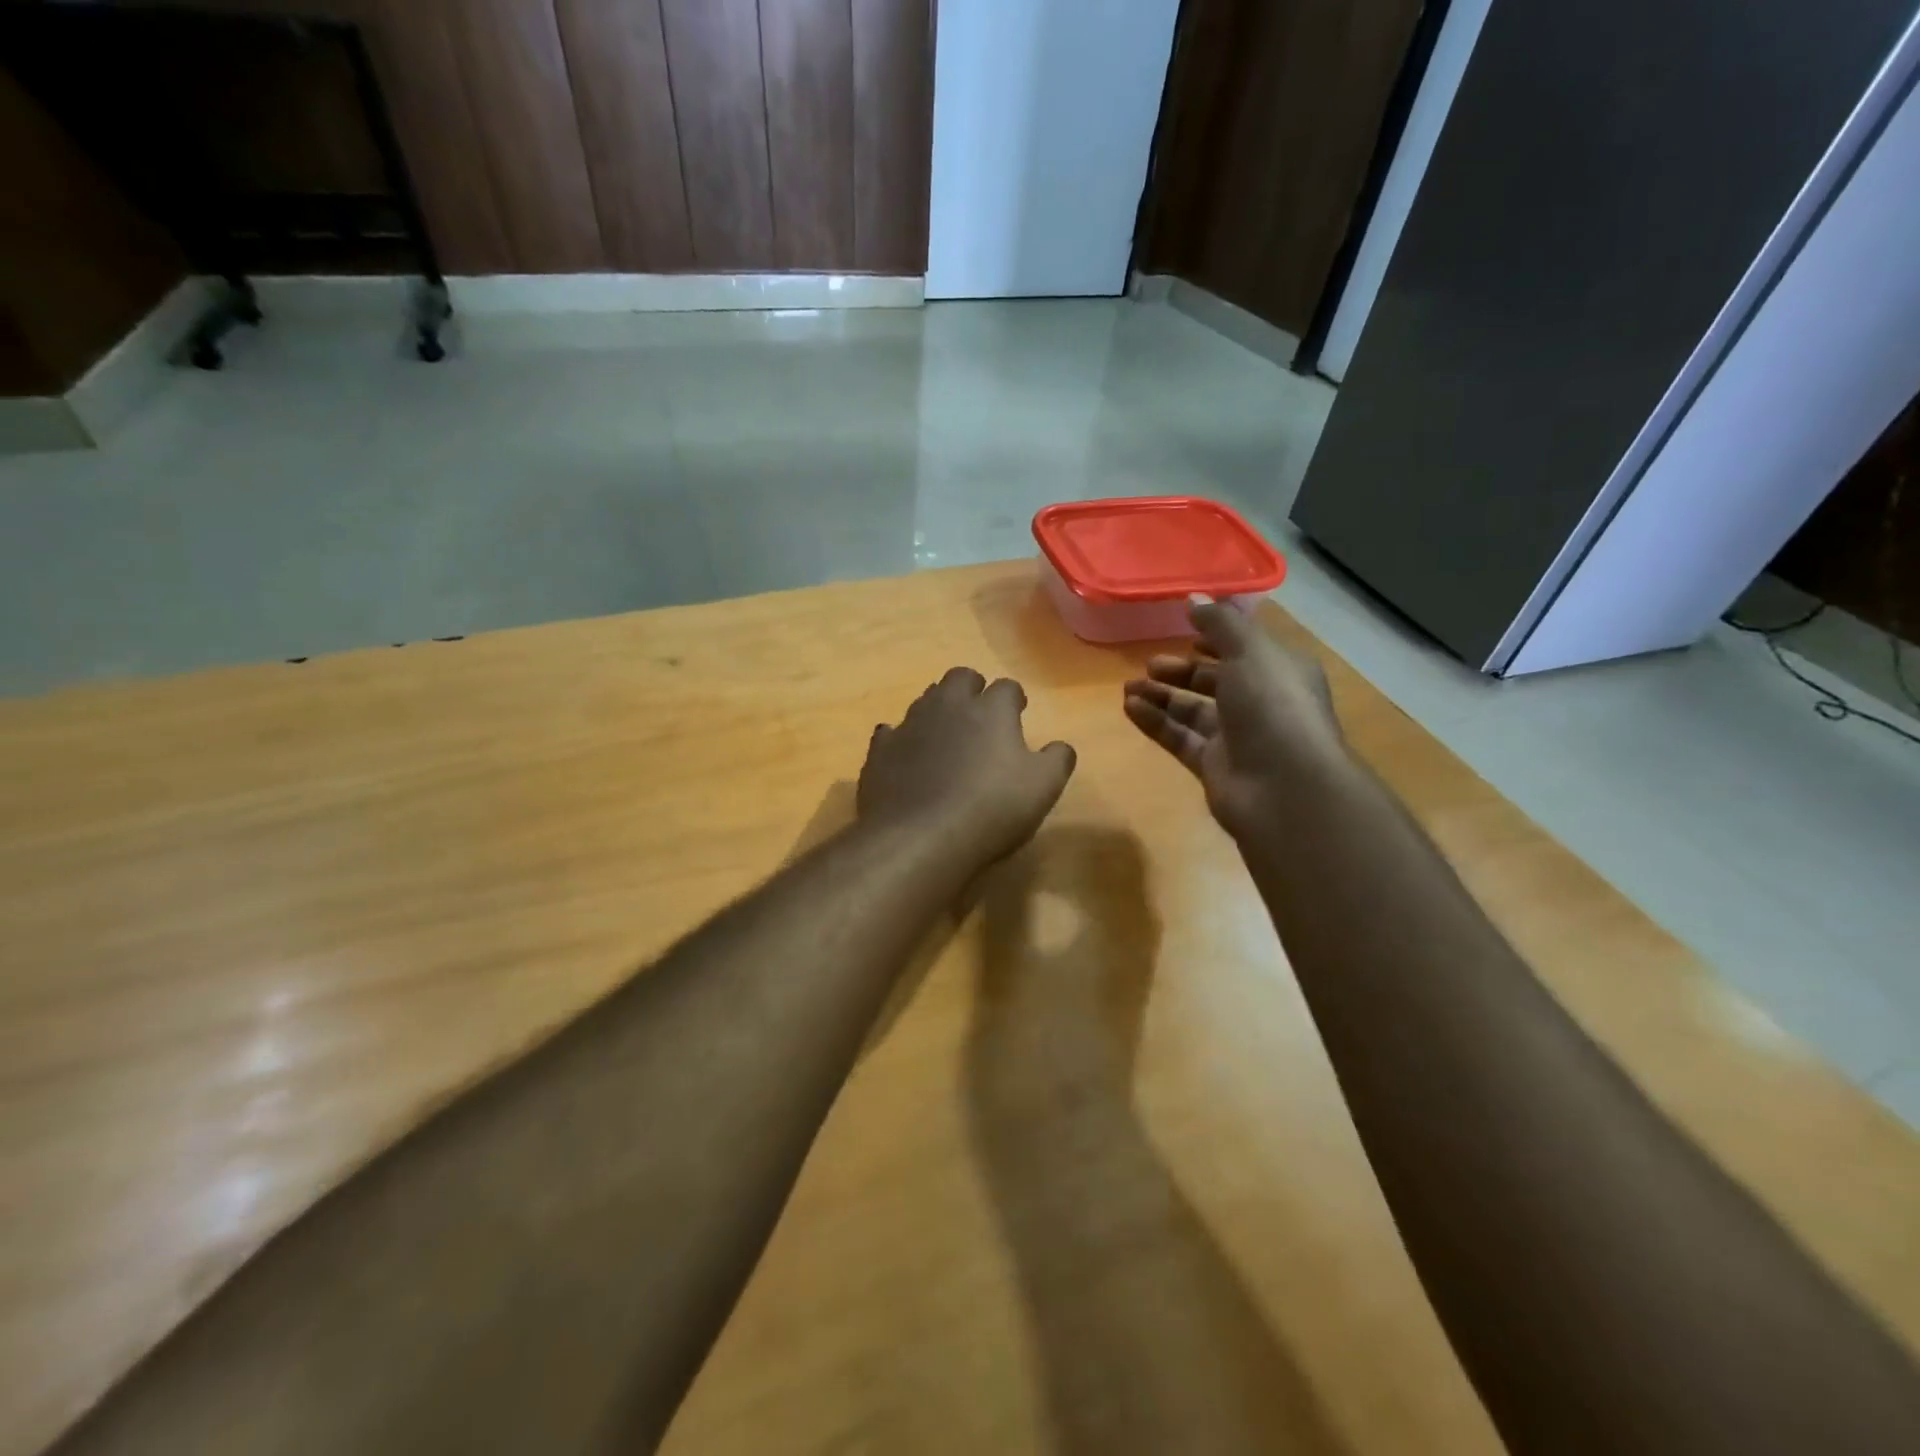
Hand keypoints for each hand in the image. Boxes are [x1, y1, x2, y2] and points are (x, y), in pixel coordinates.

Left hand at [859, 668, 1076, 865]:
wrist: (919, 837)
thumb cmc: (991, 809)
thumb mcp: (1043, 788)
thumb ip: (1057, 760)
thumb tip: (1060, 746)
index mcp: (991, 710)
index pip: (1007, 687)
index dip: (1014, 699)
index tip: (1018, 713)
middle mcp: (948, 705)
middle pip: (960, 678)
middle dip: (972, 689)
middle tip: (981, 715)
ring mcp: (909, 725)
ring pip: (925, 700)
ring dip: (939, 711)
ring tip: (947, 737)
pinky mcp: (880, 751)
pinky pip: (892, 733)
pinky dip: (903, 740)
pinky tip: (908, 758)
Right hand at [1123, 597, 1346, 838]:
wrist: (1286, 788)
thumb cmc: (1273, 707)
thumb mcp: (1250, 652)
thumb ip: (1220, 623)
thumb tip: (1193, 599)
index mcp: (1279, 671)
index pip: (1245, 649)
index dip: (1216, 639)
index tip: (1183, 631)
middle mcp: (1260, 702)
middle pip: (1214, 681)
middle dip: (1182, 670)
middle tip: (1149, 664)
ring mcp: (1237, 737)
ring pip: (1192, 711)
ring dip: (1161, 696)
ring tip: (1128, 687)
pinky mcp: (1214, 766)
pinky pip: (1179, 738)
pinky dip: (1156, 722)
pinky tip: (1130, 708)